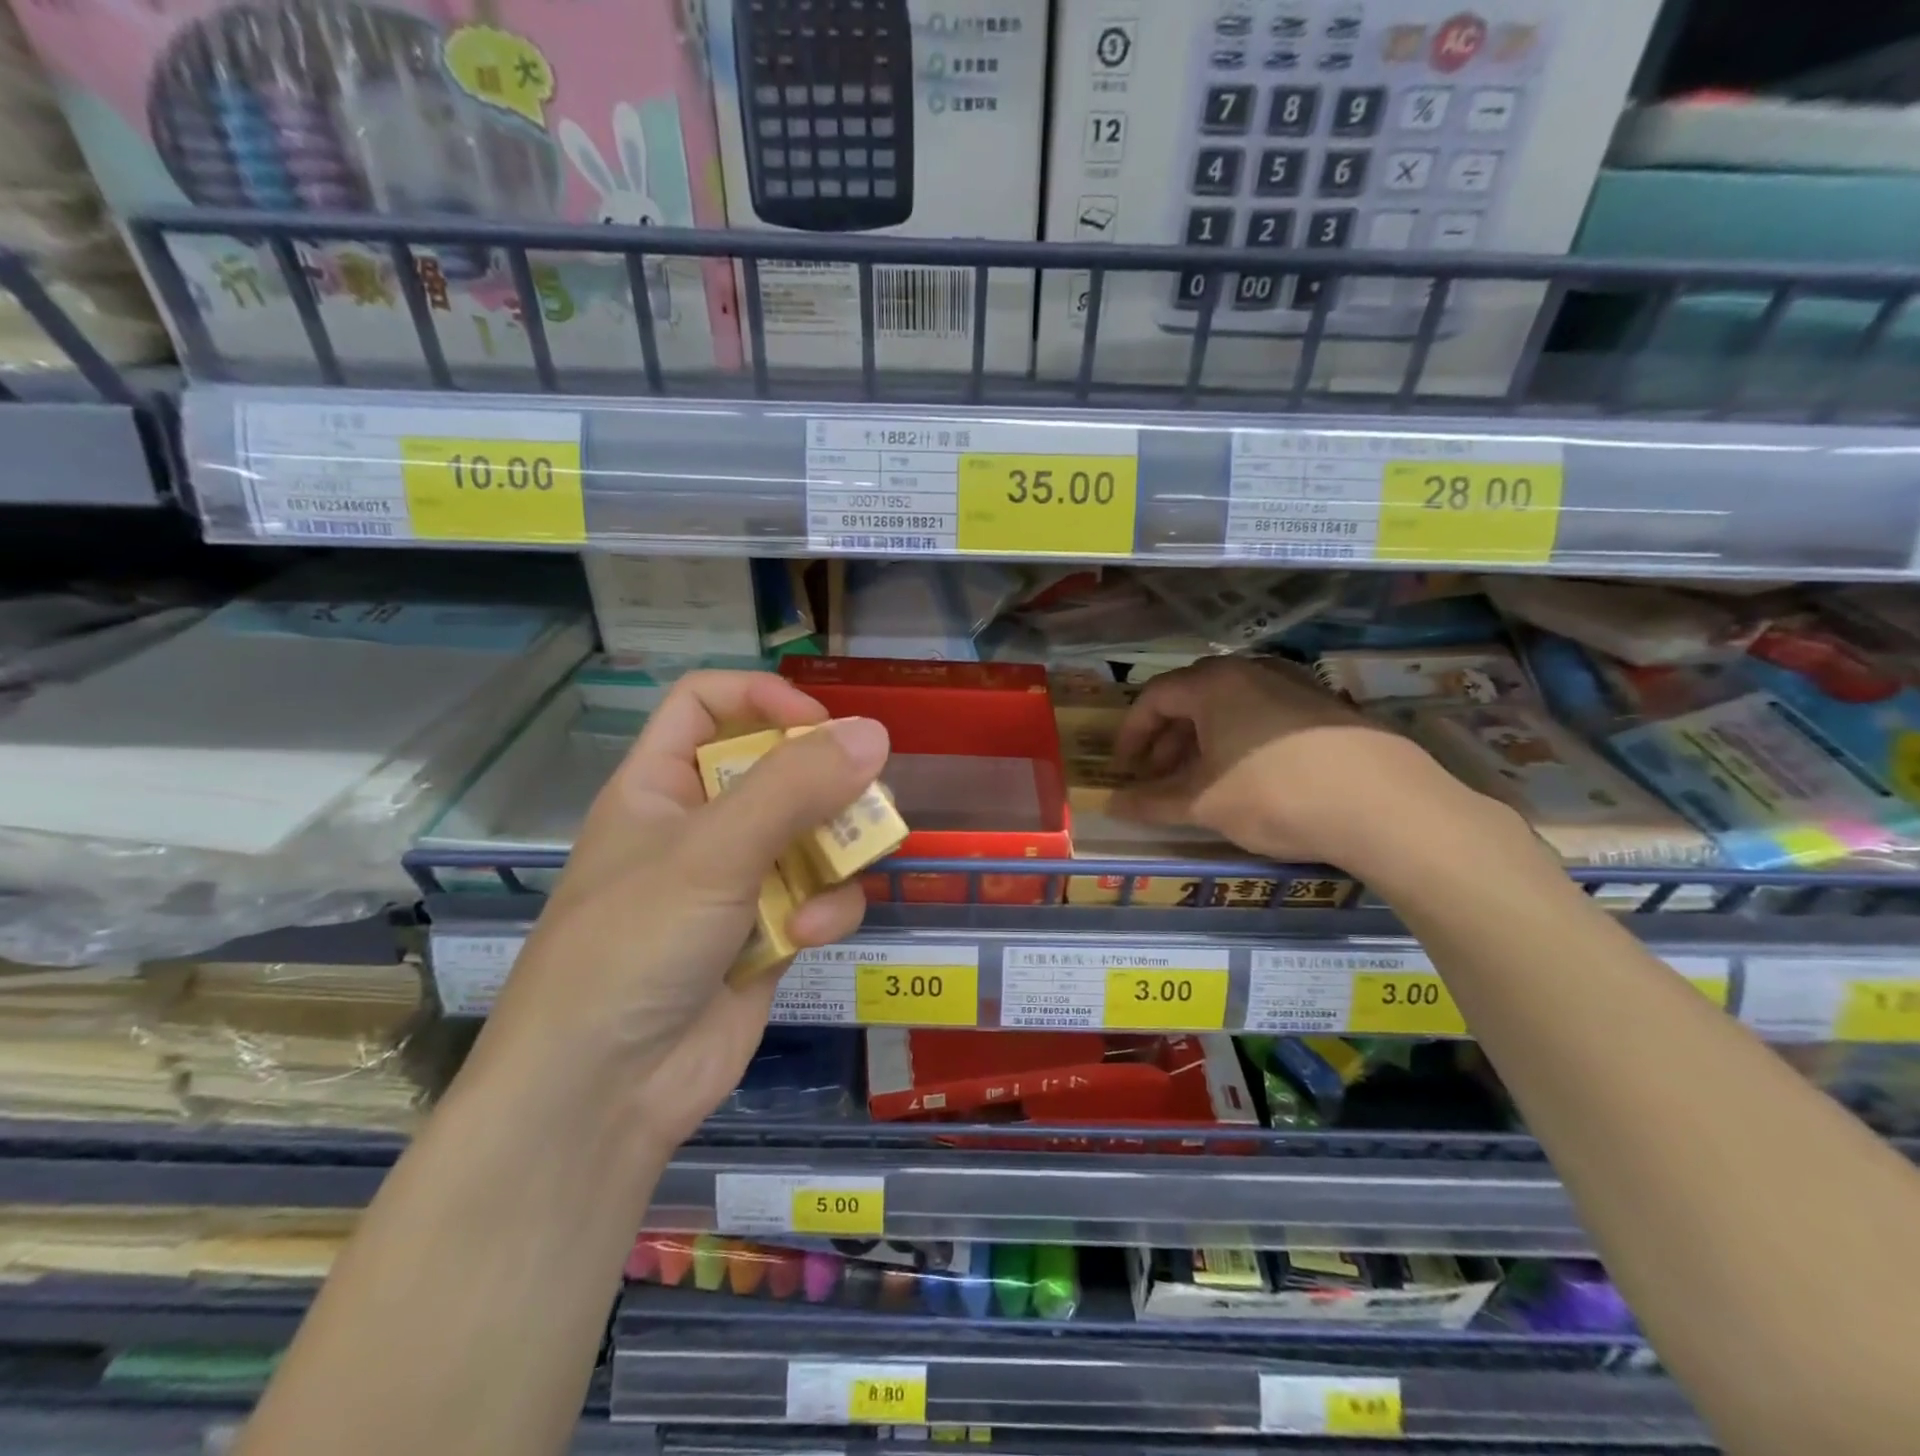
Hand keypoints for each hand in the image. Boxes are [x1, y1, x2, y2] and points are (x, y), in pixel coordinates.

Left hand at [468, 672, 889, 1155]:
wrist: (603, 1094)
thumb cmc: (635, 945)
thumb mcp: (712, 851)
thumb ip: (795, 787)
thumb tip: (874, 733)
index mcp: (660, 786)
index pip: (706, 705)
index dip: (762, 700)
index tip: (818, 726)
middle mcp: (700, 825)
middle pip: (777, 768)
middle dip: (825, 783)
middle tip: (867, 796)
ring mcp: (737, 882)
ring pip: (812, 834)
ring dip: (835, 850)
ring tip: (849, 865)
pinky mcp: (769, 934)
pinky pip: (819, 897)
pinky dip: (824, 911)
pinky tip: (807, 936)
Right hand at [1109, 657, 1486, 871]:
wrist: (1384, 805)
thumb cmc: (1274, 795)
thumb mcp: (1204, 804)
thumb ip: (1152, 802)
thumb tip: (1112, 805)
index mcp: (1213, 684)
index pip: (1154, 698)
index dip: (1131, 734)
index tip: (1124, 768)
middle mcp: (1251, 671)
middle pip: (1192, 698)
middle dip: (1167, 739)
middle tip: (1159, 776)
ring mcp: (1294, 684)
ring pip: (1231, 706)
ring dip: (1204, 740)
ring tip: (1201, 780)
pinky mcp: (1326, 706)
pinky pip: (1264, 714)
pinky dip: (1241, 740)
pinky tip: (1250, 776)